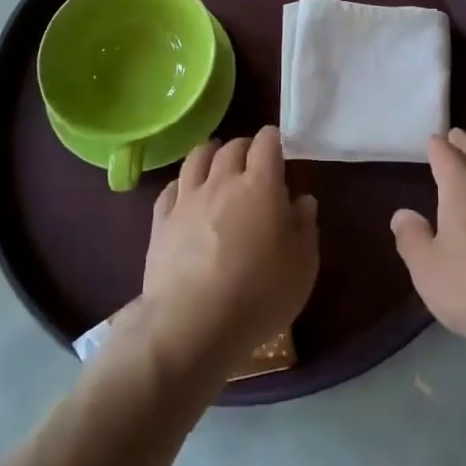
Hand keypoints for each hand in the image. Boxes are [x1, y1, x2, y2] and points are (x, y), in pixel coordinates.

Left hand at [138, 127, 318, 381]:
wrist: (191, 326)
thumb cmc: (258, 295)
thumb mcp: (302, 266)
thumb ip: (305, 227)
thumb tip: (302, 201)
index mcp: (260, 186)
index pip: (266, 143)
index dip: (273, 139)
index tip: (278, 147)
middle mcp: (222, 182)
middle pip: (232, 147)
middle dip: (245, 147)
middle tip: (252, 160)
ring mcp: (187, 199)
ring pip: (197, 158)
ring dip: (211, 153)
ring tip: (217, 161)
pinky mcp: (160, 221)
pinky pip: (171, 188)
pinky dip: (183, 183)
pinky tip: (186, 193)